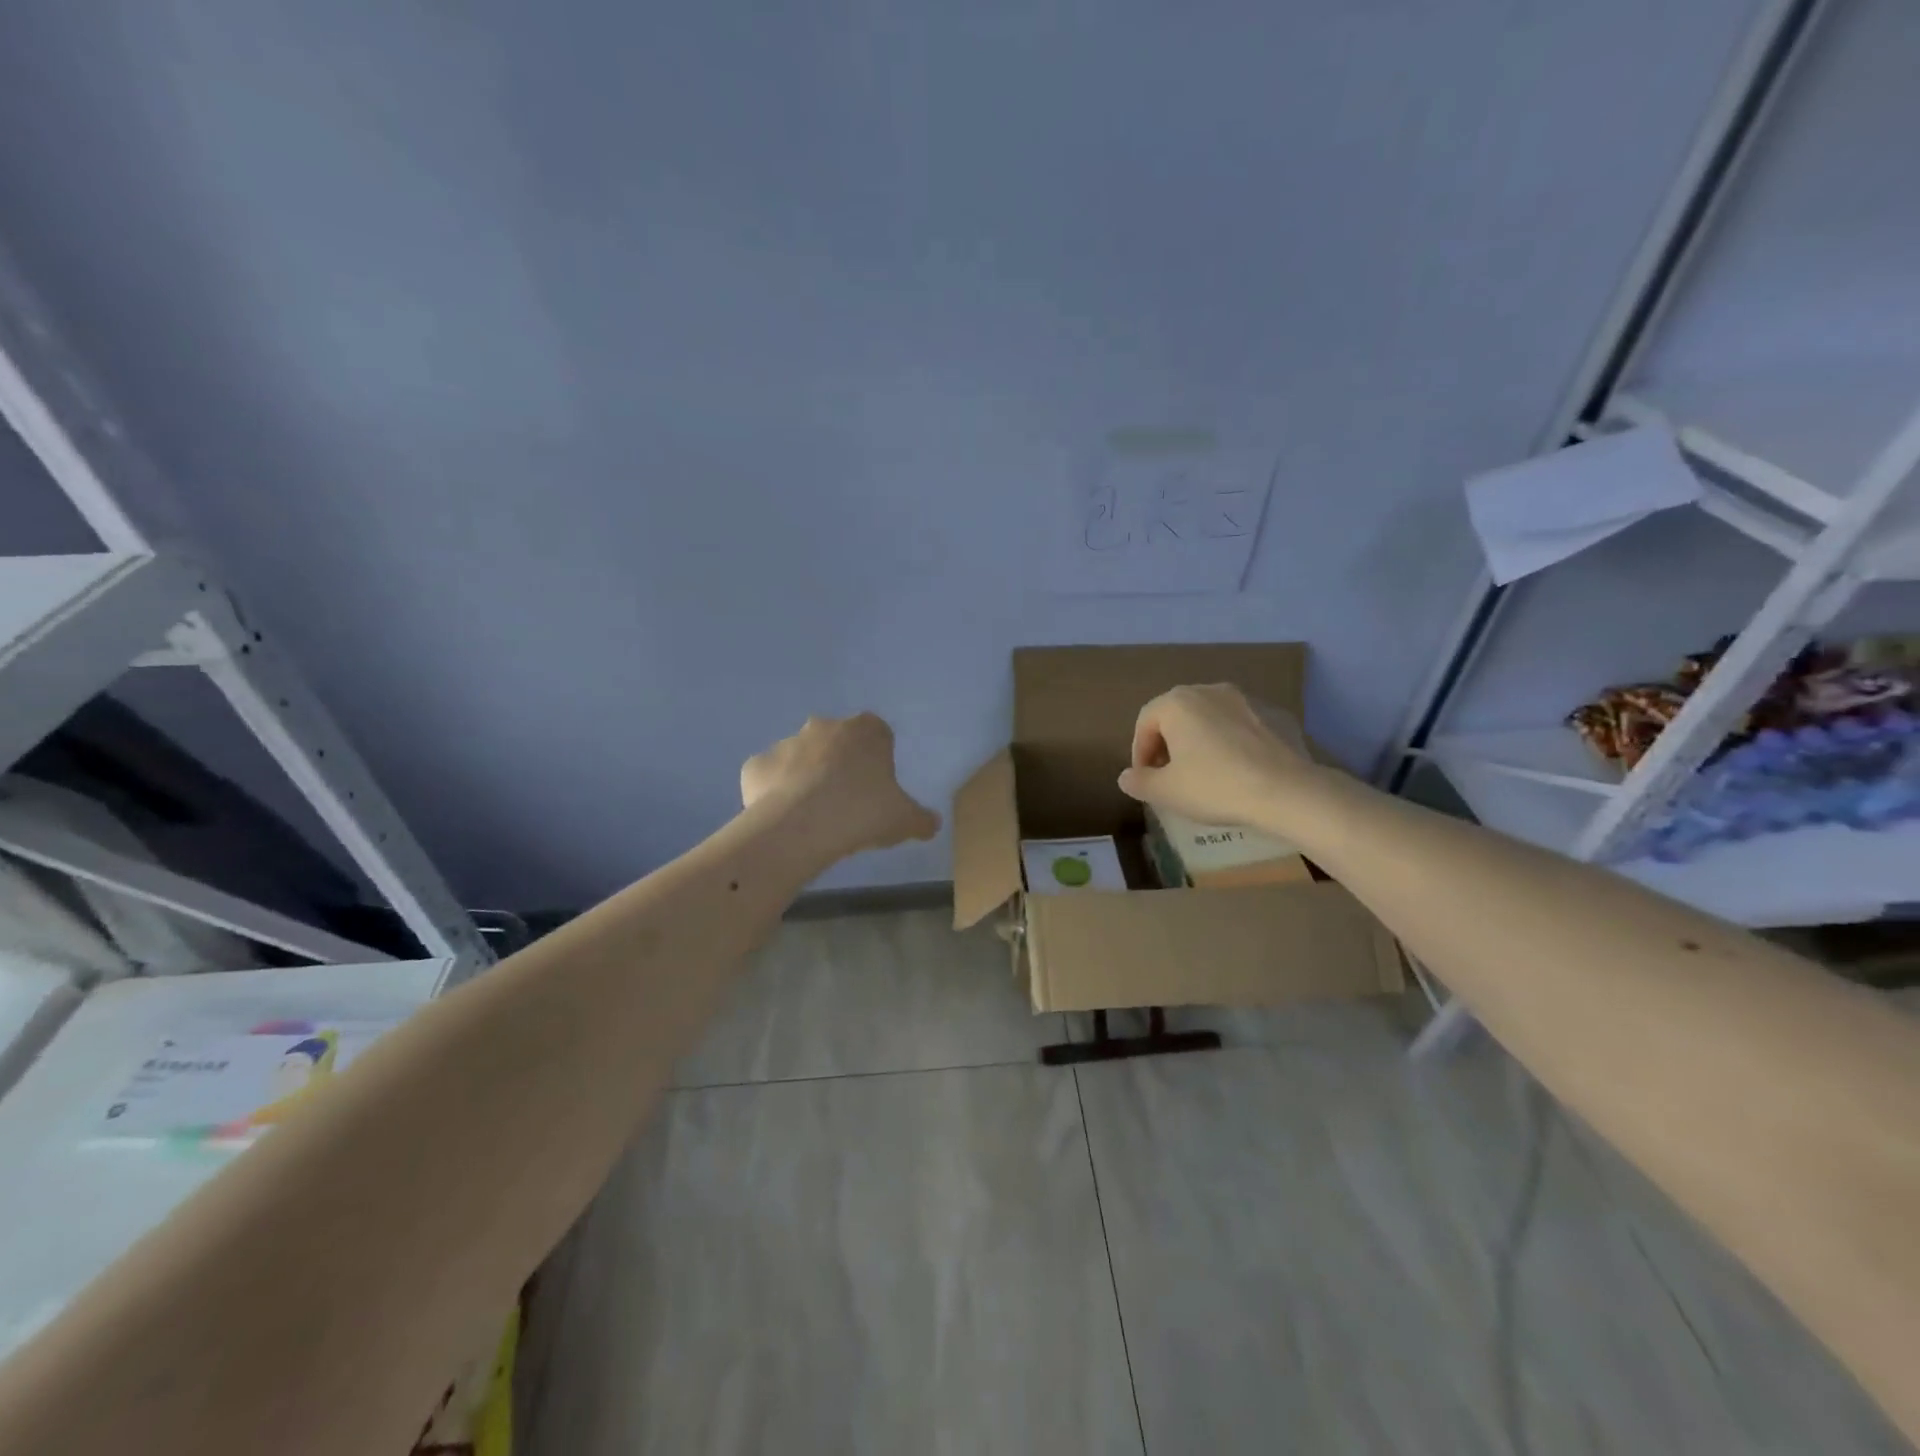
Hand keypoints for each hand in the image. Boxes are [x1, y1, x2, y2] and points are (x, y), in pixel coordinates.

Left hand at [741, 712, 941, 858]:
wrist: (800, 826)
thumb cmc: (861, 813)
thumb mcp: (904, 820)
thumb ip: (921, 819)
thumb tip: (933, 823)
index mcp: (865, 731)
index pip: (877, 734)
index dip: (877, 759)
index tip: (877, 786)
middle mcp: (824, 727)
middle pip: (836, 741)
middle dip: (839, 764)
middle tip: (846, 801)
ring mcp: (786, 743)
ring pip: (800, 758)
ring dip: (806, 778)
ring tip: (813, 816)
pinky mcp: (756, 765)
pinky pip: (769, 778)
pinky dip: (774, 793)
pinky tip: (784, 819)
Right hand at [1118, 684, 1314, 826]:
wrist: (1287, 792)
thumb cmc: (1215, 787)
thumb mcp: (1166, 792)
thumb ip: (1139, 782)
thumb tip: (1126, 777)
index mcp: (1178, 703)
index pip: (1146, 722)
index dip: (1140, 752)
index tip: (1145, 778)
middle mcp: (1210, 690)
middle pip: (1178, 715)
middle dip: (1170, 743)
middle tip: (1171, 775)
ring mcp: (1248, 700)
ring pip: (1213, 718)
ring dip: (1203, 741)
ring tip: (1207, 773)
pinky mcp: (1278, 715)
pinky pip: (1244, 727)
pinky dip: (1235, 743)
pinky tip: (1241, 771)